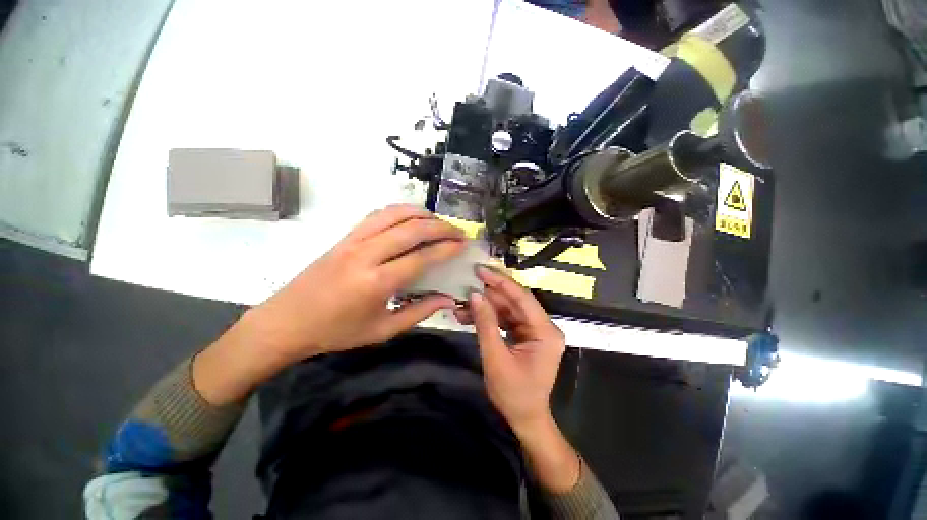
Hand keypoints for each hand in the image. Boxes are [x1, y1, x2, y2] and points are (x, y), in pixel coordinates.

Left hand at [194, 205, 464, 404]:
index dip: (446, 248)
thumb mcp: (382, 331)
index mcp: (376, 283)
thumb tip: (449, 300)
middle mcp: (366, 254)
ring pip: (394, 214)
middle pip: (411, 229)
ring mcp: (352, 240)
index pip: (421, 257)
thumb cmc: (336, 332)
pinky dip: (399, 211)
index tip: (463, 244)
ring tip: (439, 221)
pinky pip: (377, 215)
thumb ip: (419, 312)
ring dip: (421, 214)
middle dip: (441, 227)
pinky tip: (411, 218)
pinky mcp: (344, 236)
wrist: (285, 322)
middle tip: (458, 231)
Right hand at [455, 266, 565, 433]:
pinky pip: (505, 319)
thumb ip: (485, 324)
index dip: (501, 282)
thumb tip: (475, 295)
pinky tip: (469, 316)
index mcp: (545, 332)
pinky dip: (488, 317)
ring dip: (485, 307)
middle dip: (488, 294)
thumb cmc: (513, 394)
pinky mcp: (525, 335)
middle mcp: (543, 327)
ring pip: (507, 309)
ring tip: (461, 306)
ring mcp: (534, 330)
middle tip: (466, 286)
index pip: (523, 298)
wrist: (524, 418)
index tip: (480, 270)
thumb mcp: (495, 358)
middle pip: (514, 302)